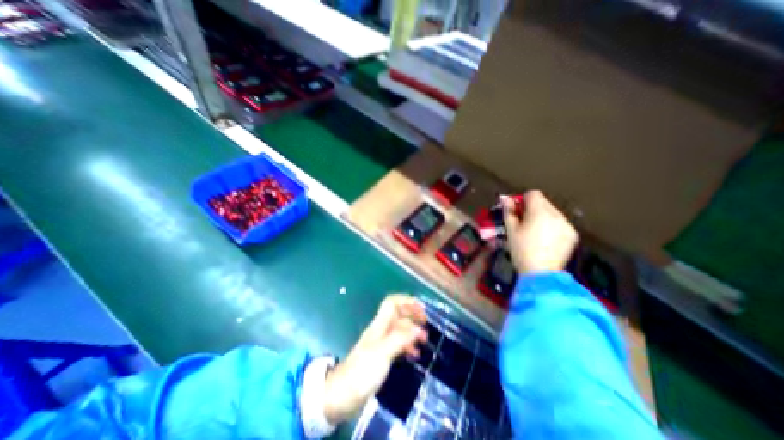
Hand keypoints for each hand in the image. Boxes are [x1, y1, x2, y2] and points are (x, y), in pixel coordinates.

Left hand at [322, 295, 425, 424]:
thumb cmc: (362, 372)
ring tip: (424, 341)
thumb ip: (400, 339)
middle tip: (426, 325)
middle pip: (398, 314)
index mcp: (379, 325)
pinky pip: (397, 344)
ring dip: (412, 332)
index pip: (392, 303)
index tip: (421, 309)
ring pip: (399, 329)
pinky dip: (407, 345)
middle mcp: (380, 330)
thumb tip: (418, 328)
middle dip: (412, 316)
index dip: (406, 301)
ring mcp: (380, 343)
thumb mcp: (383, 353)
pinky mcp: (381, 356)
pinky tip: (414, 354)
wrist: (341, 395)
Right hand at [506, 189, 577, 273]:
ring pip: (552, 212)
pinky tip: (545, 240)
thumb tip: (505, 198)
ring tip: (534, 233)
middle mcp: (556, 214)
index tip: (517, 212)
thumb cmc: (521, 250)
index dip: (522, 200)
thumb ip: (509, 211)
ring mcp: (566, 224)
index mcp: (539, 211)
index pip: (533, 194)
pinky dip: (552, 226)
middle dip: (532, 209)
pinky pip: (560, 223)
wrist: (541, 273)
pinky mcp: (572, 234)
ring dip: (542, 217)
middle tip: (523, 223)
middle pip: (543, 202)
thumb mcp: (511, 230)